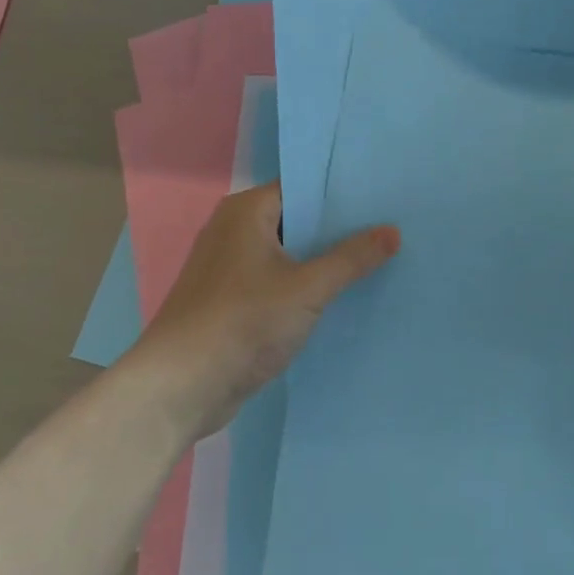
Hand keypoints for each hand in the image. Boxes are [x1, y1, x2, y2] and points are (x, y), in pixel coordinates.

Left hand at [132, 183, 399, 435]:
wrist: (179, 388)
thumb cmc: (242, 322)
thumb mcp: (307, 289)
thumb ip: (351, 259)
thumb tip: (393, 231)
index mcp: (246, 211)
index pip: (303, 187)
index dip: (342, 192)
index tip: (383, 198)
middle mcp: (235, 229)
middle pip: (297, 220)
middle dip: (339, 228)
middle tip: (390, 227)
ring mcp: (231, 267)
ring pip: (289, 253)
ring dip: (323, 260)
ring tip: (377, 258)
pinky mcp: (232, 301)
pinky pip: (278, 281)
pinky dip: (305, 285)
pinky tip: (342, 294)